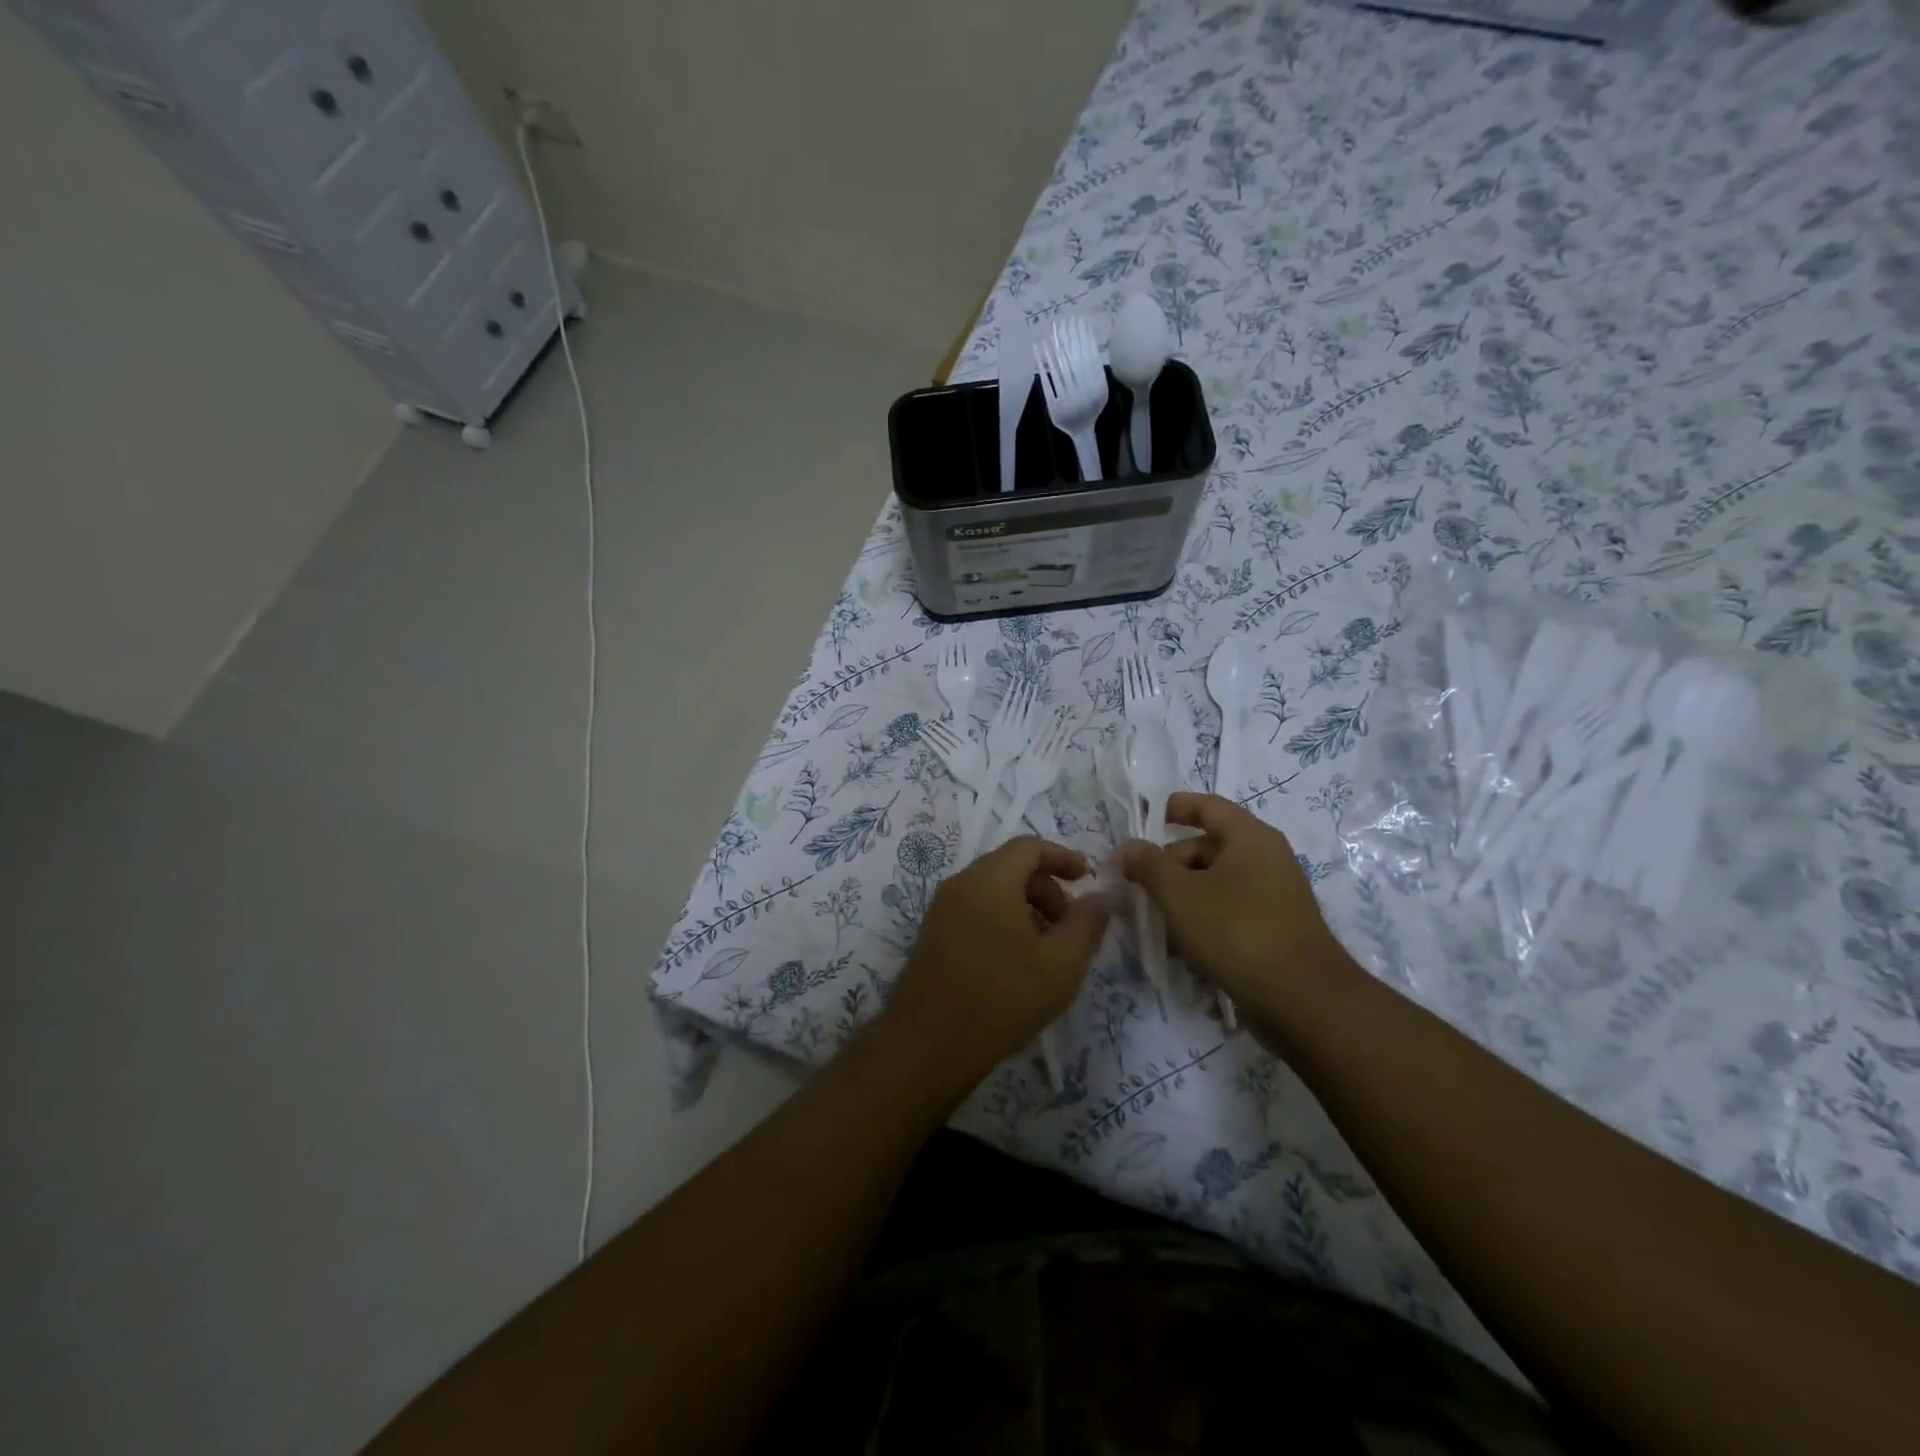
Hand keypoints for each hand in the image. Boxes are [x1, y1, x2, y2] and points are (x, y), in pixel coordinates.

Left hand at [885, 837, 1109, 1089]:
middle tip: (1071, 928)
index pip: (1029, 846)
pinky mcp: (933, 935)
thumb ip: (1087, 921)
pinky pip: (975, 911)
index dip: (1063, 857)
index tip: (1088, 878)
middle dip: (1047, 889)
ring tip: (1048, 951)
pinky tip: (1017, 963)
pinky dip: (1003, 922)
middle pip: (1011, 867)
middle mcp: (960, 884)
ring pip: (993, 892)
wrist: (928, 1044)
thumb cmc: (1002, 997)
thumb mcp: (1061, 962)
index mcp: (989, 879)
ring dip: (1026, 908)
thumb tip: (1105, 893)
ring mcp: (941, 910)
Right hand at [1121, 793, 1351, 1012]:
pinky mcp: (1275, 928)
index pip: (1208, 806)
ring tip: (1154, 922)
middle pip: (1208, 847)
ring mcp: (1274, 894)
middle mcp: (1266, 858)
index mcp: (1249, 837)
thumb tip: (1129, 846)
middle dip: (1169, 865)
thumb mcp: (1180, 895)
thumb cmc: (1236, 931)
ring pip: (1216, 883)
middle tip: (1138, 887)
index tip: (1149, 818)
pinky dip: (1203, 918)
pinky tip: (1181, 947)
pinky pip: (1230, 910)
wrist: (1302, 1000)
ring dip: (1182, 896)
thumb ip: (1149, 865)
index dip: (1177, 807)